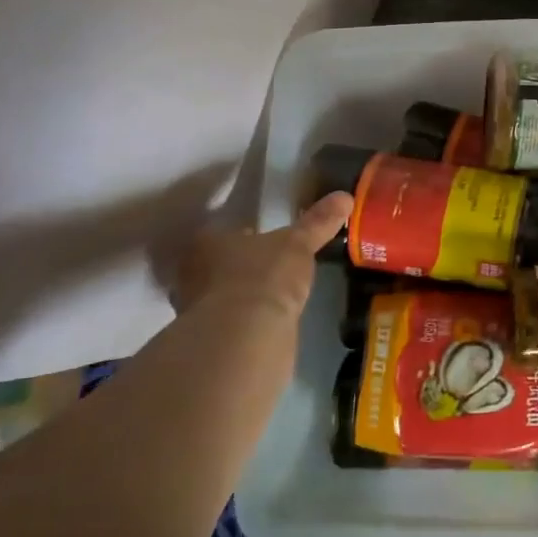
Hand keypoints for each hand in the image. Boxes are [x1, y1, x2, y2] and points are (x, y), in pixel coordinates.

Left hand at [170, 192, 352, 320]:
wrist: (246, 337)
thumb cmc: (264, 277)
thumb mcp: (298, 244)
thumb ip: (318, 222)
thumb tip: (345, 196)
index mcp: (206, 243)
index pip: (223, 232)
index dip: (244, 234)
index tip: (266, 239)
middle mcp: (192, 274)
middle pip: (218, 264)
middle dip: (241, 266)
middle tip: (271, 266)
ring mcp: (195, 310)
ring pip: (221, 295)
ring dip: (243, 296)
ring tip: (273, 296)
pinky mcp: (209, 341)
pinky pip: (231, 323)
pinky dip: (246, 322)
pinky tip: (267, 322)